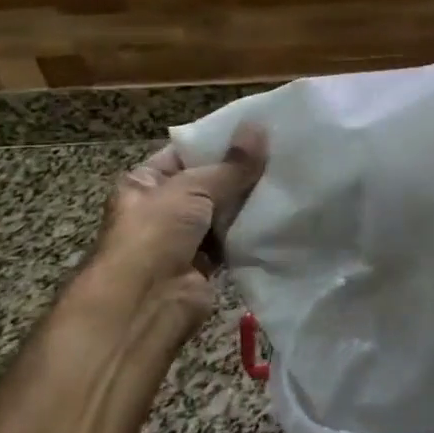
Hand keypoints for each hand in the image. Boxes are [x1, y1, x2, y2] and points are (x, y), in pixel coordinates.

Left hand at [79, 126, 267, 328]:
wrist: (144, 305)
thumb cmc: (155, 234)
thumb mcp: (193, 188)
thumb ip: (231, 164)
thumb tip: (259, 127)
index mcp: (145, 182)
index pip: (186, 152)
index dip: (219, 141)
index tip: (258, 130)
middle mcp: (162, 208)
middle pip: (209, 181)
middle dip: (241, 170)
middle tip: (283, 151)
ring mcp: (184, 238)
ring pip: (224, 211)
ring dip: (250, 200)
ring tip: (289, 176)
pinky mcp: (206, 264)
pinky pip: (233, 239)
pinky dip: (252, 229)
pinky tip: (281, 211)